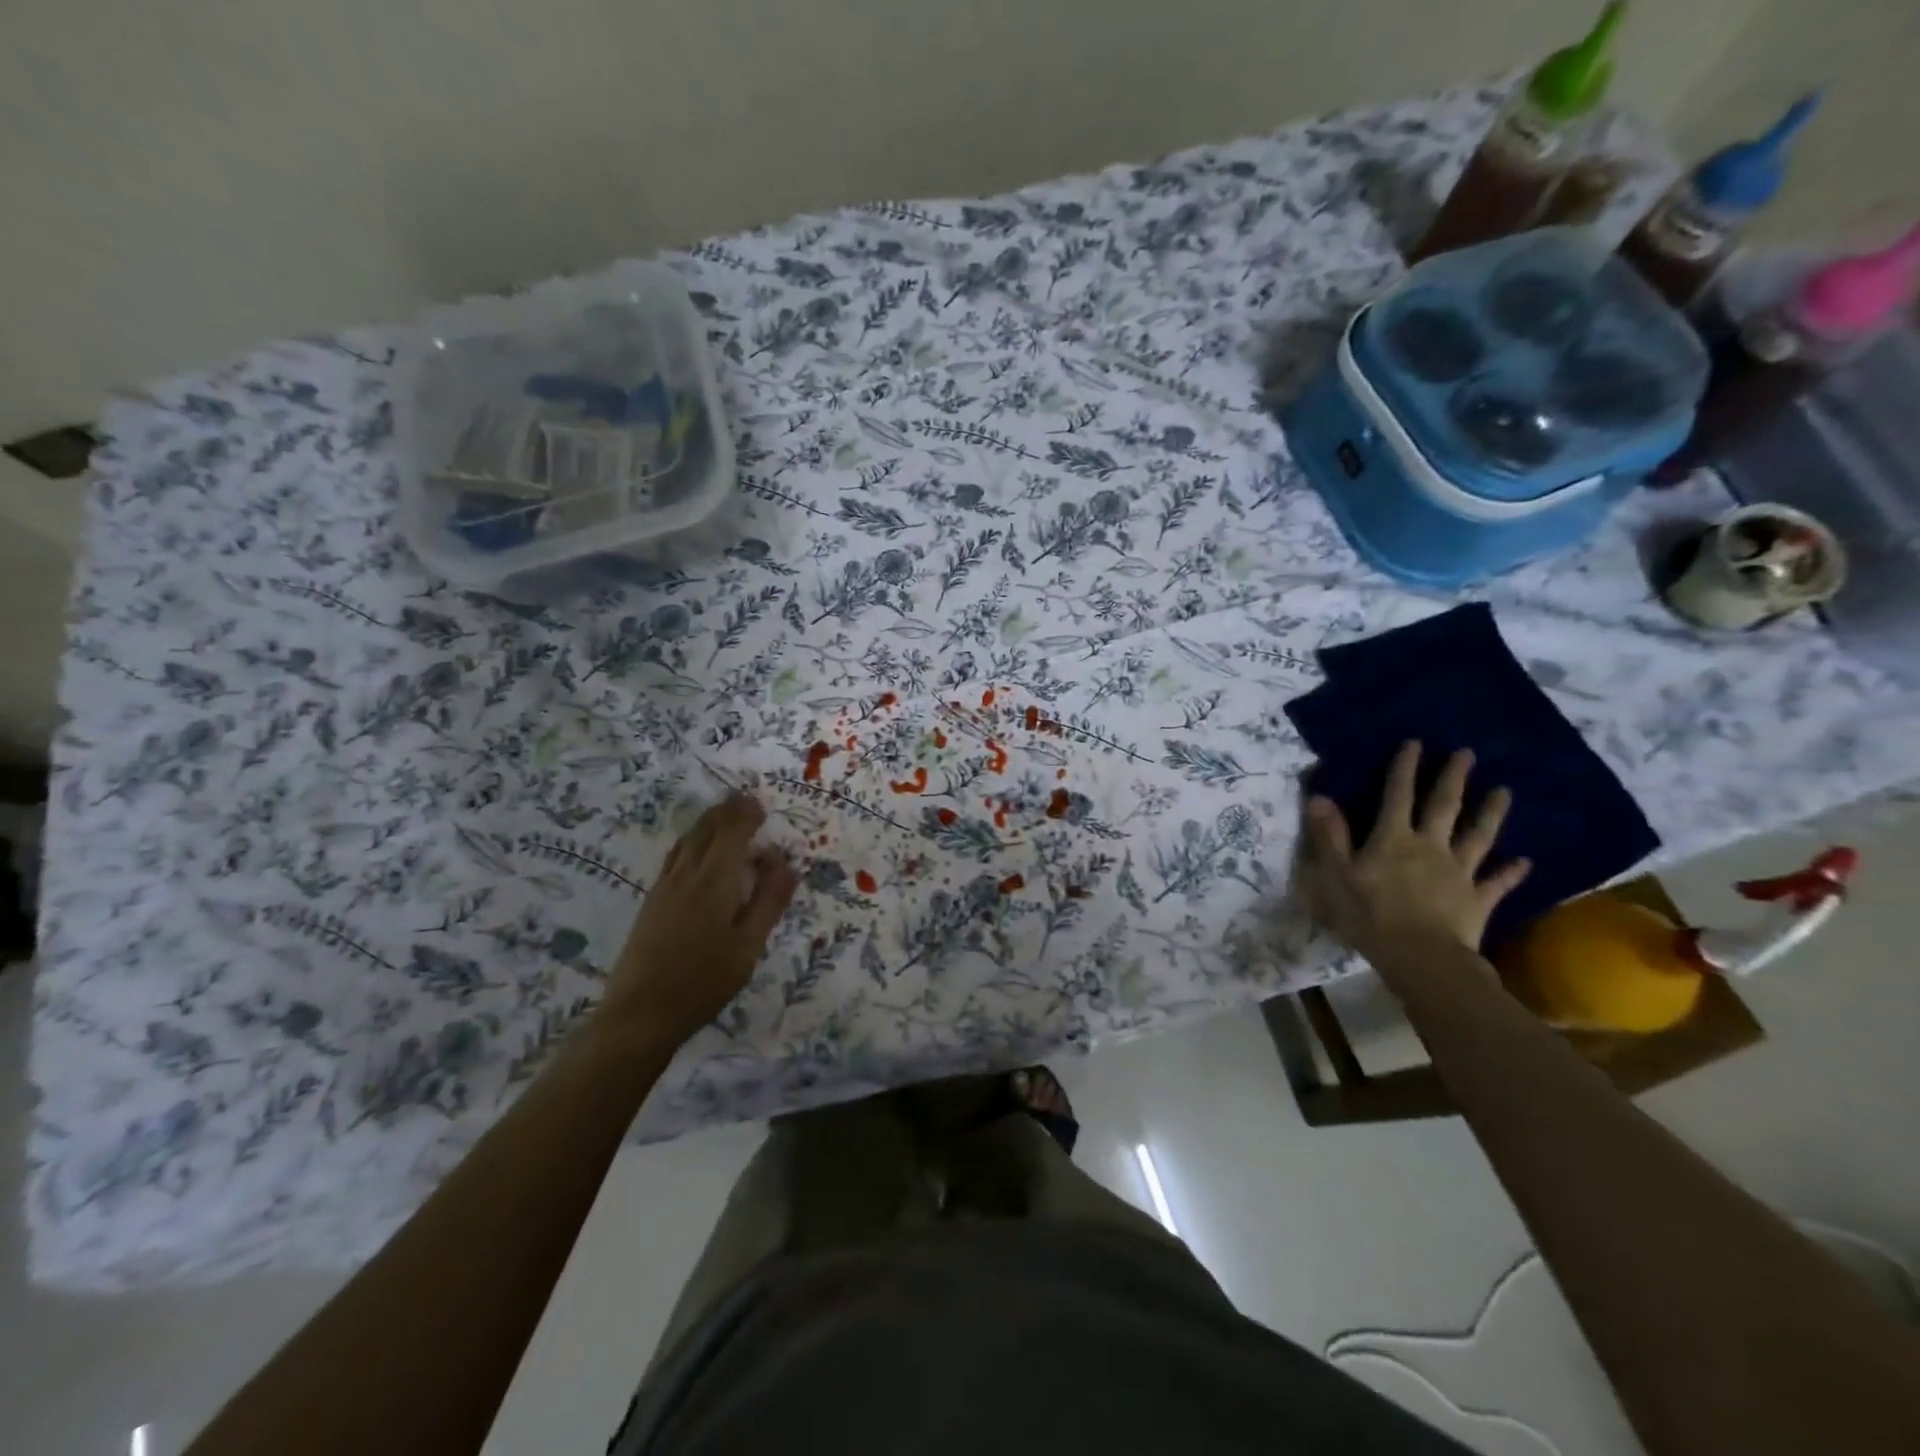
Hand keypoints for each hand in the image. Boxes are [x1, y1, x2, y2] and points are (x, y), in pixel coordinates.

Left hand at [603, 794, 796, 1047]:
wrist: (639, 1014)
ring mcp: (663, 888)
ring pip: (686, 841)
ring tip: (723, 818)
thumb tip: (784, 862)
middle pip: (705, 830)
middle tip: (743, 802)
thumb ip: (769, 901)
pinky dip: (692, 842)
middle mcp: (686, 875)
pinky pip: (675, 857)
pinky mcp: (651, 904)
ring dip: (707, 823)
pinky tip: (695, 854)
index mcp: (713, 881)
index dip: (746, 814)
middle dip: (725, 811)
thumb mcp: (749, 946)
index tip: (760, 804)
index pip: (731, 833)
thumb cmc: (703, 981)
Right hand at [1302, 741, 1530, 964]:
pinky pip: (1497, 882)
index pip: (1397, 796)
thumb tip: (1319, 797)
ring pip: (1478, 837)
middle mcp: (1430, 847)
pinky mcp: (1477, 900)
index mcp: (1393, 839)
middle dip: (1453, 779)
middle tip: (1467, 754)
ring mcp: (1459, 873)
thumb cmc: (1370, 914)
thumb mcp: (1338, 874)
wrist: (1422, 958)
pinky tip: (1525, 862)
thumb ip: (1330, 835)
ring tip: (1505, 791)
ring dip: (1491, 813)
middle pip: (1443, 807)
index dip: (1404, 769)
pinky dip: (1511, 872)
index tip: (1415, 743)